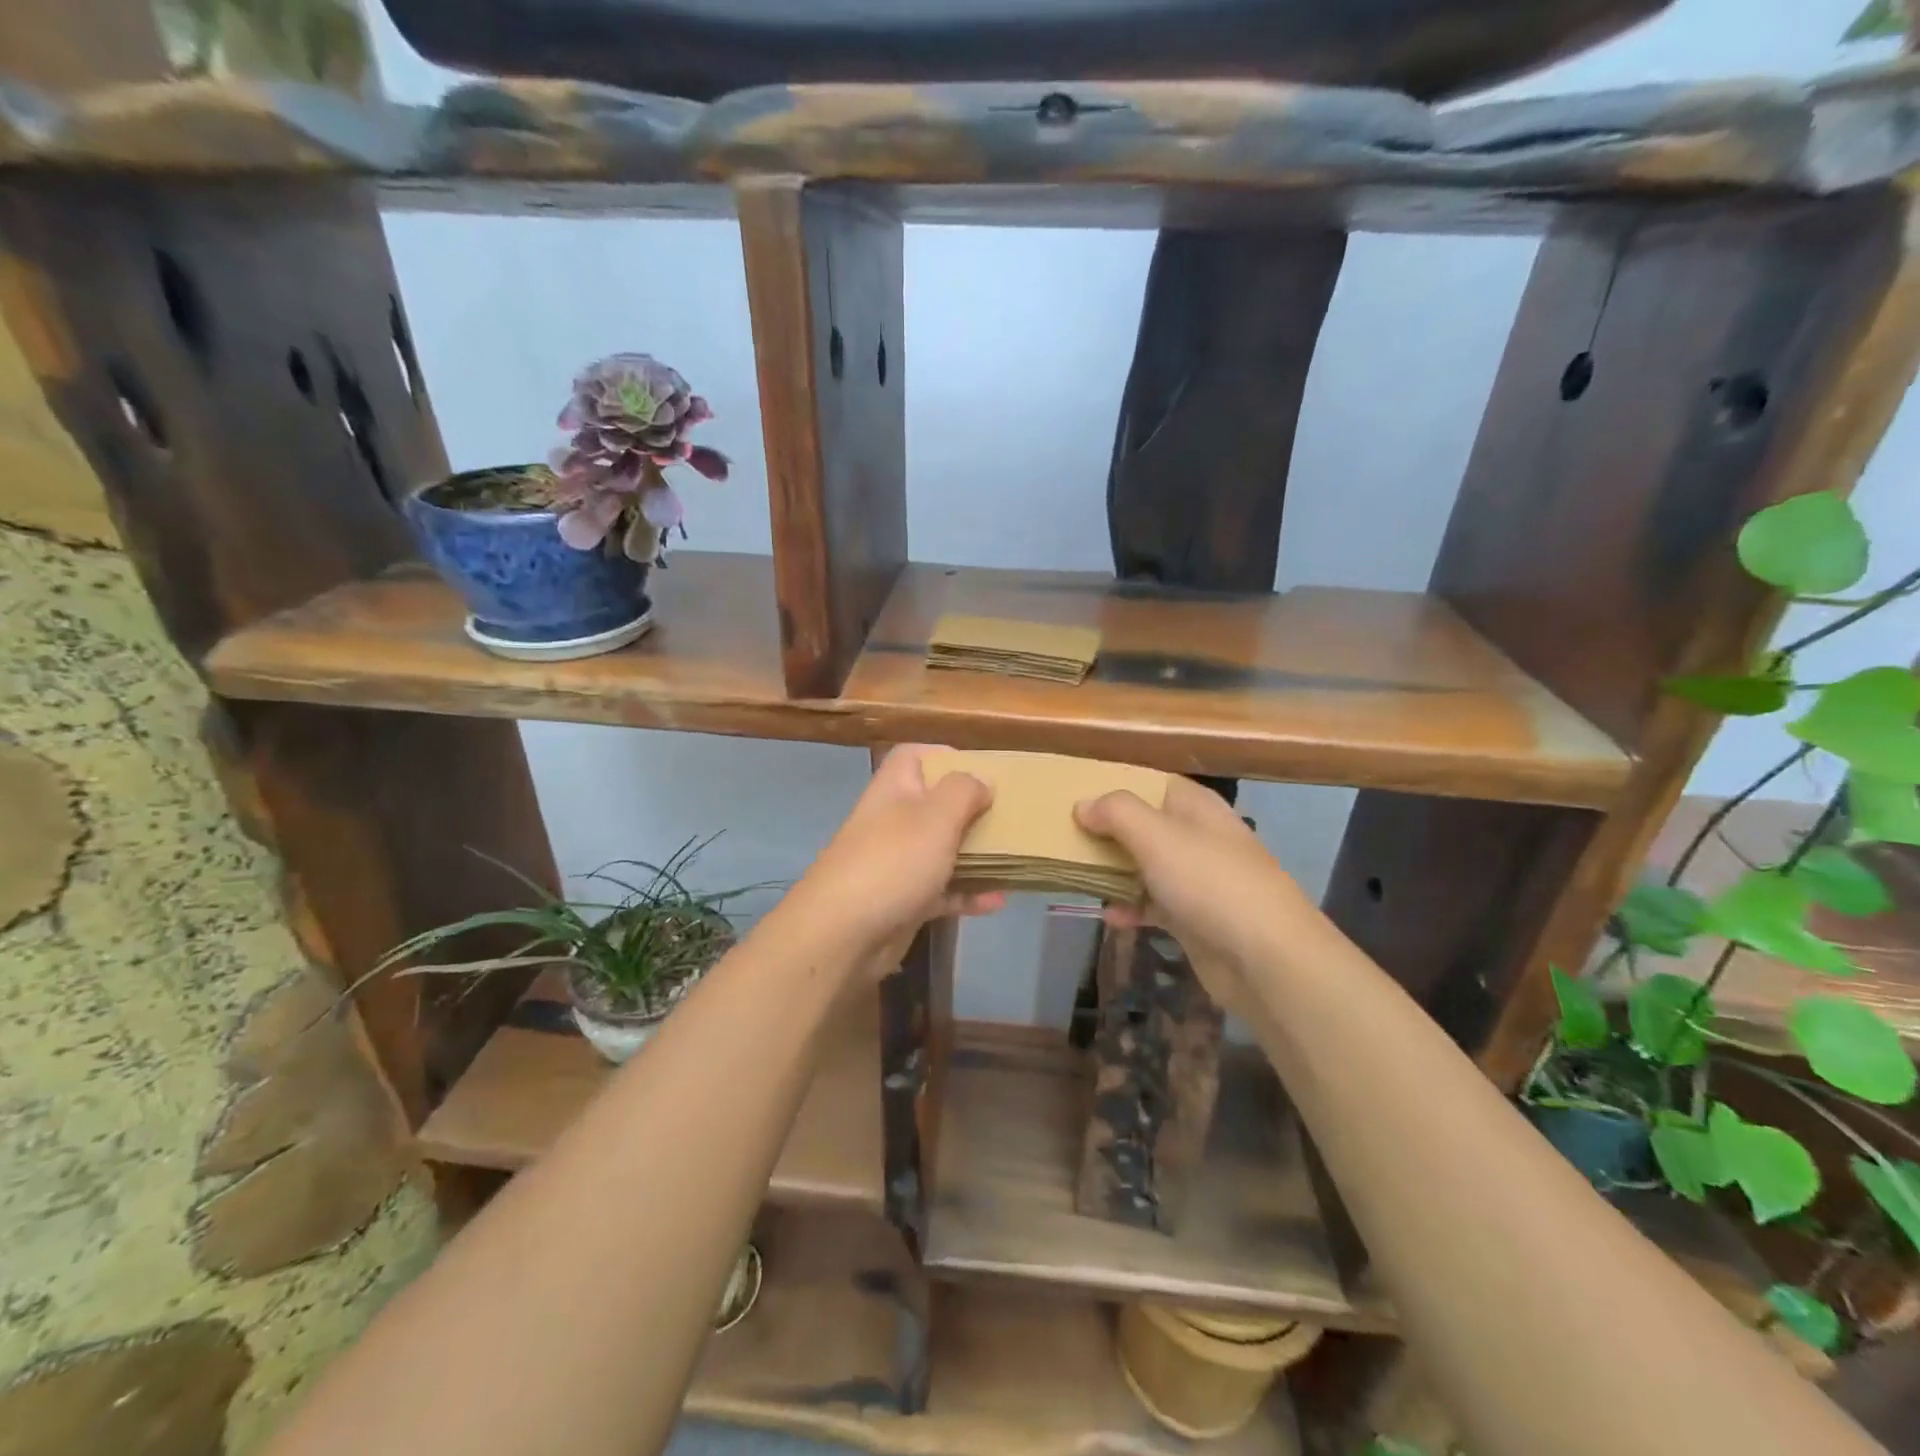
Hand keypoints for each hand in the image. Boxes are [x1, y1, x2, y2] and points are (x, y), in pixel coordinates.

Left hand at [781, 745, 1002, 974]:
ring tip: (1014, 857)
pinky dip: (968, 894)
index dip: (945, 756)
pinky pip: (942, 891)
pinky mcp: (903, 901)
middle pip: (934, 804)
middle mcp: (893, 821)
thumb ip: (963, 791)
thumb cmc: (894, 861)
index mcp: (895, 789)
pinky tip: (999, 900)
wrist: (843, 934)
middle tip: (1009, 816)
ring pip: (941, 850)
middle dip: (971, 810)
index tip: (982, 770)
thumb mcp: (936, 816)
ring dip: (976, 854)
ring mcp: (896, 863)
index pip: (914, 756)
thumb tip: (981, 780)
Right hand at [1074, 777, 1317, 1017]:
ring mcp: (1200, 880)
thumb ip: (1116, 813)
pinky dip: (1132, 908)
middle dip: (1109, 831)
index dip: (1116, 785)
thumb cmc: (1209, 882)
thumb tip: (1083, 804)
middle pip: (1147, 825)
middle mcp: (1199, 837)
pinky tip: (1108, 916)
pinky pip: (1154, 905)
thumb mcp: (1156, 836)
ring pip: (1148, 866)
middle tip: (1066, 836)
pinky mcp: (1196, 919)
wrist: (1267, 958)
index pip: (1152, 783)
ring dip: (1115, 870)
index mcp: (1196, 807)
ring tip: (1076, 873)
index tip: (1076, 794)